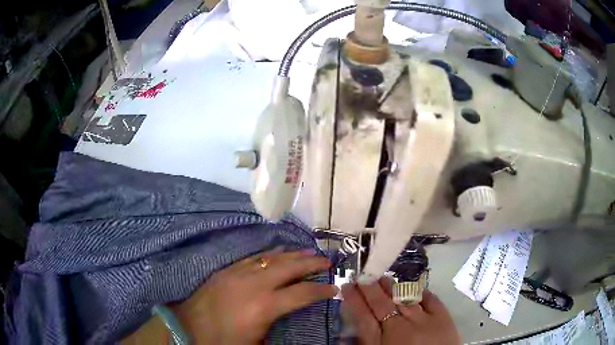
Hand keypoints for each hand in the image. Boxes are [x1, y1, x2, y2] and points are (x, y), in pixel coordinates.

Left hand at [173, 248, 336, 344]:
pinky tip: (278, 252)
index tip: (334, 288)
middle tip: (328, 261)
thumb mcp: (257, 341)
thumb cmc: (224, 340)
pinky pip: (254, 257)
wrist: (188, 327)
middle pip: (290, 267)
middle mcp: (255, 284)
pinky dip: (270, 254)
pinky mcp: (227, 270)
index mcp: (265, 306)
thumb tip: (294, 314)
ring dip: (293, 254)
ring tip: (309, 251)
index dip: (322, 290)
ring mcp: (239, 273)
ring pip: (272, 258)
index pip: (302, 293)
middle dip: (312, 263)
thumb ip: (279, 324)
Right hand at [341, 278, 459, 344]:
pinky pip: (430, 298)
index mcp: (382, 342)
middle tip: (362, 276)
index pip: (363, 317)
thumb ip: (366, 344)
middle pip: (382, 304)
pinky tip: (413, 288)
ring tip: (382, 278)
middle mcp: (401, 328)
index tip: (347, 286)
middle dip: (369, 288)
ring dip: (392, 287)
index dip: (354, 300)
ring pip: (404, 298)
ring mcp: (424, 320)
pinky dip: (420, 292)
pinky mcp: (443, 317)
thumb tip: (347, 333)